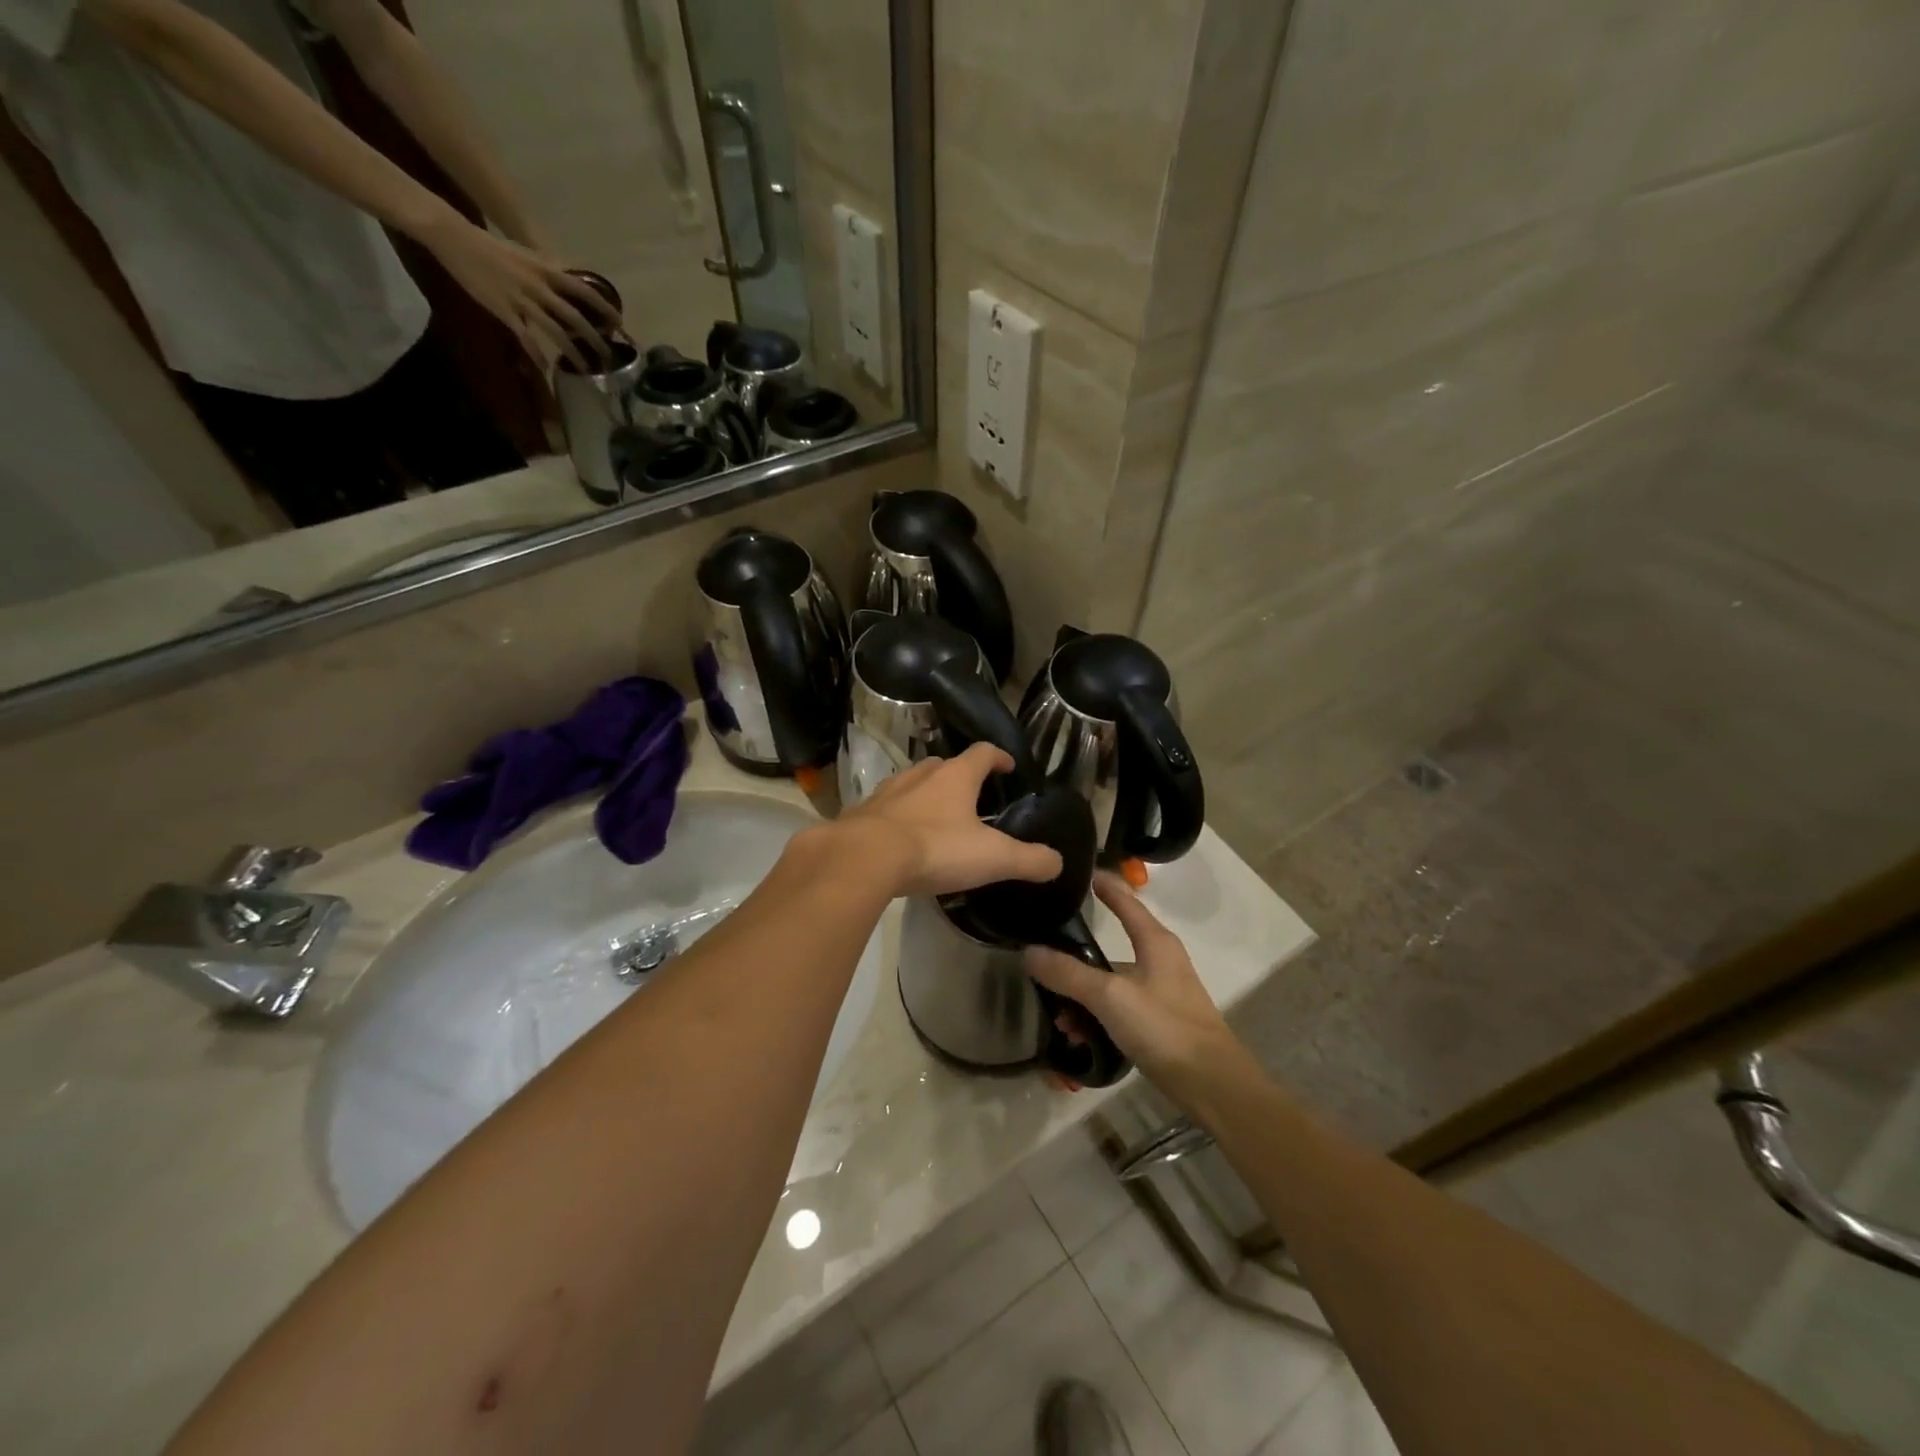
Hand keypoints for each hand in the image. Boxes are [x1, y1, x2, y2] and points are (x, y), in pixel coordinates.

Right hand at [417, 211, 620, 372]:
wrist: (455, 238)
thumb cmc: (492, 247)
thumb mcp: (528, 257)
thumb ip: (549, 272)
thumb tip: (570, 281)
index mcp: (546, 271)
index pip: (583, 290)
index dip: (604, 307)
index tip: (620, 323)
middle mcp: (539, 287)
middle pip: (575, 317)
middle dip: (594, 338)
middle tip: (608, 356)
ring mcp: (521, 300)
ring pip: (555, 331)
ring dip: (573, 352)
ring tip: (586, 369)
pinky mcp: (503, 310)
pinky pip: (525, 337)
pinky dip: (536, 354)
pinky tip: (545, 368)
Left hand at [832, 744, 1063, 898]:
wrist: (864, 858)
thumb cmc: (935, 849)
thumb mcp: (992, 858)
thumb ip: (1028, 860)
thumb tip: (1056, 862)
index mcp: (956, 777)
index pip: (983, 753)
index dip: (999, 757)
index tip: (1009, 767)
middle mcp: (921, 775)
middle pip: (945, 764)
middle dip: (960, 776)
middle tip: (973, 797)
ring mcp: (889, 792)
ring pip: (913, 783)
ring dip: (927, 794)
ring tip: (938, 817)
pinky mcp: (863, 813)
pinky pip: (888, 808)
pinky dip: (900, 816)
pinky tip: (903, 838)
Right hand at [1025, 873, 1239, 1094]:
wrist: (1212, 1084)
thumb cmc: (1164, 1027)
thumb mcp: (1110, 997)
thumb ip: (1069, 974)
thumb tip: (1029, 951)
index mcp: (1155, 941)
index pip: (1125, 901)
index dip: (1104, 886)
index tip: (1081, 873)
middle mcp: (1160, 959)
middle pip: (1110, 948)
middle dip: (1075, 961)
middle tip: (1043, 965)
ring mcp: (1161, 991)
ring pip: (1111, 983)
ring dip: (1083, 998)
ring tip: (1061, 1020)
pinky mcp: (1160, 1021)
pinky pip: (1118, 1008)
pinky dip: (1098, 1017)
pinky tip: (1080, 1037)